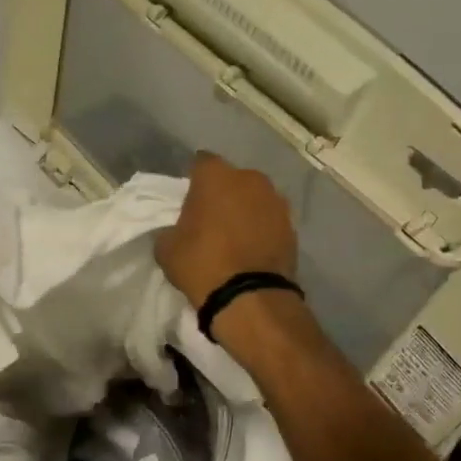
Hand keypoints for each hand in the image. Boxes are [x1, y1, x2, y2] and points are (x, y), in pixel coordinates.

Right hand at [156, 152, 297, 307]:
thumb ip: (172, 229)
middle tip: (211, 218)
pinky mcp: (292, 227)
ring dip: (245, 210)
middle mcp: (250, 179)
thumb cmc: (201, 264)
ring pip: (255, 198)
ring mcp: (276, 202)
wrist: (249, 297)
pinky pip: (270, 221)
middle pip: (232, 179)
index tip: (189, 199)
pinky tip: (252, 249)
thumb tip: (180, 231)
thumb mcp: (167, 248)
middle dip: (223, 193)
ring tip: (235, 236)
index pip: (201, 163)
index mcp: (216, 176)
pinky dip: (262, 229)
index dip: (194, 179)